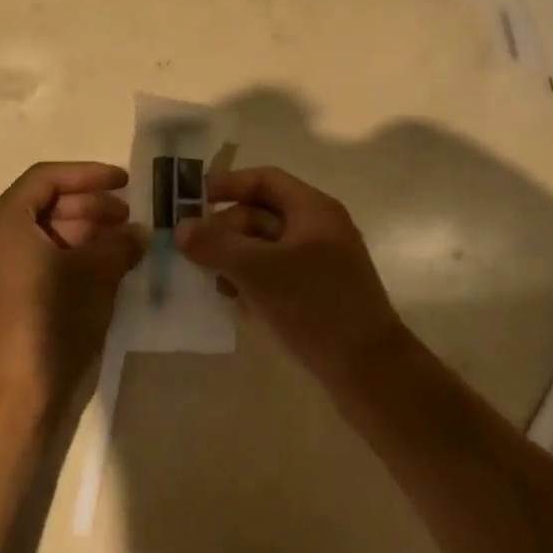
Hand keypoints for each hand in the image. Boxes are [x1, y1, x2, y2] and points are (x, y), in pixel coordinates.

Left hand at [0, 162, 143, 408]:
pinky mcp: (12, 297)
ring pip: (49, 233)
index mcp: (6, 219)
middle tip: (129, 216)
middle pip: (47, 203)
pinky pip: (46, 259)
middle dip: (91, 205)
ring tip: (126, 243)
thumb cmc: (50, 319)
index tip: (126, 182)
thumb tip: (139, 232)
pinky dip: (76, 257)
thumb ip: (120, 244)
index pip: (48, 177)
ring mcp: (2, 269)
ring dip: (88, 233)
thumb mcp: (94, 274)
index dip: (89, 174)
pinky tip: (108, 269)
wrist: (11, 396)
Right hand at [177, 167, 404, 383]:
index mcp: (313, 210)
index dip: (228, 184)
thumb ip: (216, 245)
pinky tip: (236, 301)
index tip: (192, 200)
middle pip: (262, 214)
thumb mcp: (259, 270)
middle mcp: (319, 228)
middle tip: (194, 251)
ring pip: (266, 246)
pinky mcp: (319, 293)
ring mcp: (321, 262)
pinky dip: (253, 279)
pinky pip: (277, 273)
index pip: (264, 180)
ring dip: (235, 258)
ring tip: (213, 282)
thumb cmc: (315, 306)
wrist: (371, 372)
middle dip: (226, 230)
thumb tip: (181, 229)